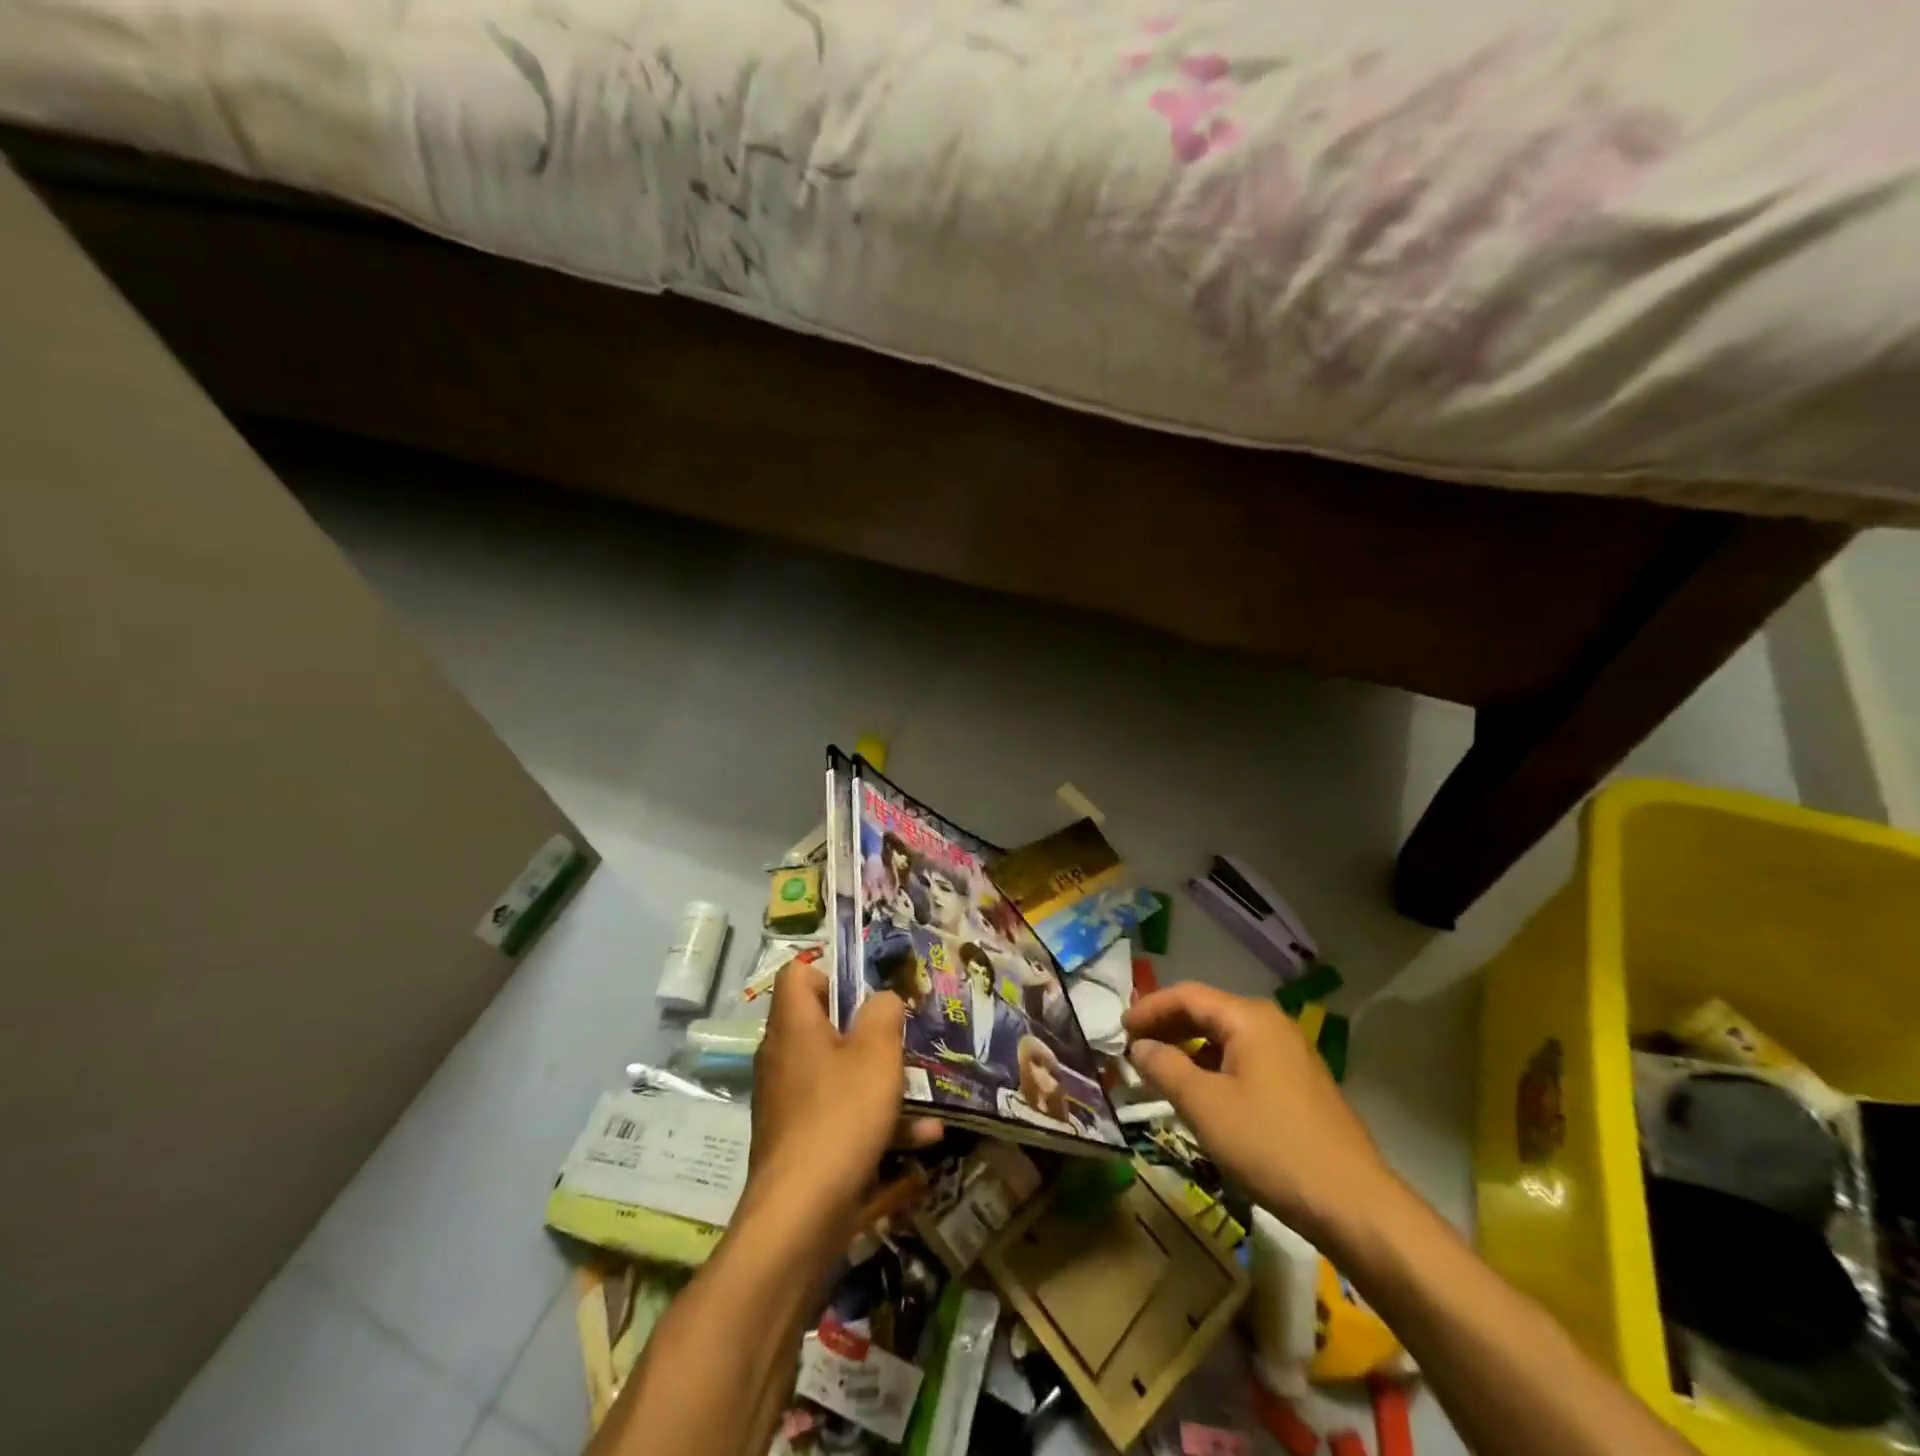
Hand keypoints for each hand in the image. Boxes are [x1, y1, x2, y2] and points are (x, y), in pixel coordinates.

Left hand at [745, 962, 935, 1236]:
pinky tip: (922, 1138)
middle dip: (867, 1032)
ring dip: (880, 1080)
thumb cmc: (841, 1115)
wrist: (800, 1215)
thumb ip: (884, 1014)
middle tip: (901, 1039)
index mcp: (793, 1025)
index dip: (832, 974)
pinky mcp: (798, 1142)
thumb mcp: (877, 1053)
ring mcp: (787, 1102)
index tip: (867, 996)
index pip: (797, 975)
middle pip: (823, 1025)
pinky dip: (874, 1121)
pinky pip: (839, 1115)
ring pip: (838, 1074)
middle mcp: (783, 1057)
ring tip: (923, 1091)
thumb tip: (882, 1000)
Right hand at [1124, 982, 1393, 1245]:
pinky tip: (1202, 1095)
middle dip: (1167, 1027)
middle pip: (1207, 1011)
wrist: (1354, 1205)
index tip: (1118, 1030)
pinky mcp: (1300, 1084)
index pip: (1187, 995)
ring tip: (1160, 1072)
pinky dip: (1214, 1067)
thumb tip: (1139, 1047)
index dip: (1149, 1009)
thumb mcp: (1204, 1106)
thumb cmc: (1270, 1145)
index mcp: (1249, 1018)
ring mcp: (1291, 1054)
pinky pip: (1244, 1059)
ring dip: (1188, 1049)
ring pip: (1226, 1038)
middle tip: (1133, 1048)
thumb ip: (1164, 1067)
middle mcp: (1271, 1024)